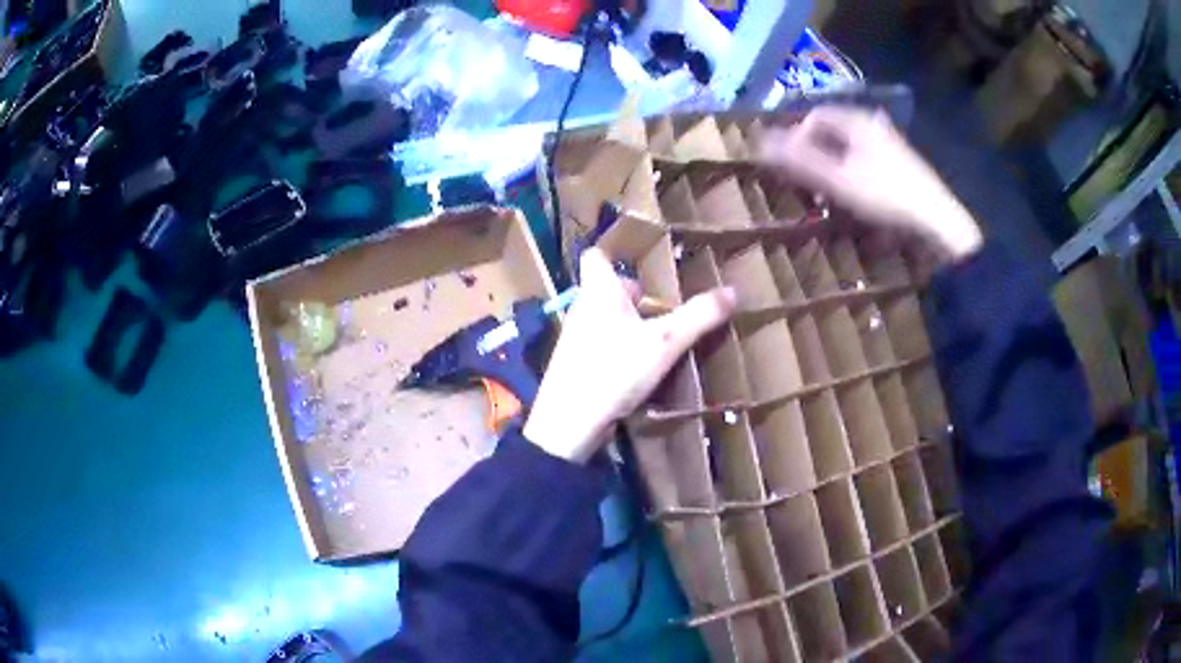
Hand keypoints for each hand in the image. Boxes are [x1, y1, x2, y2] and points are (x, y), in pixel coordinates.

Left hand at [523, 249, 736, 462]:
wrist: (569, 424)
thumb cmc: (613, 370)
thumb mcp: (665, 342)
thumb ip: (699, 316)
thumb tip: (733, 291)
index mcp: (598, 291)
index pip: (596, 255)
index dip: (617, 253)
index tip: (646, 261)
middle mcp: (582, 308)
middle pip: (608, 290)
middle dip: (637, 296)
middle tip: (668, 308)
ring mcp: (576, 338)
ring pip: (607, 320)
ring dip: (632, 325)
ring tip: (662, 340)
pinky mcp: (576, 365)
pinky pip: (604, 345)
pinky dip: (622, 350)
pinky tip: (642, 369)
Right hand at [760, 106, 982, 262]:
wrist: (937, 220)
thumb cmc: (885, 195)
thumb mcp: (838, 180)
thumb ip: (799, 160)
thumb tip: (759, 144)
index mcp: (857, 120)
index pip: (815, 115)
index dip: (797, 135)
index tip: (790, 164)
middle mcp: (873, 124)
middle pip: (833, 130)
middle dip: (814, 152)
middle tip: (807, 181)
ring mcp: (890, 143)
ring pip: (850, 146)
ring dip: (833, 165)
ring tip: (828, 192)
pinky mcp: (901, 163)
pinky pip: (866, 159)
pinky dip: (852, 172)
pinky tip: (856, 196)